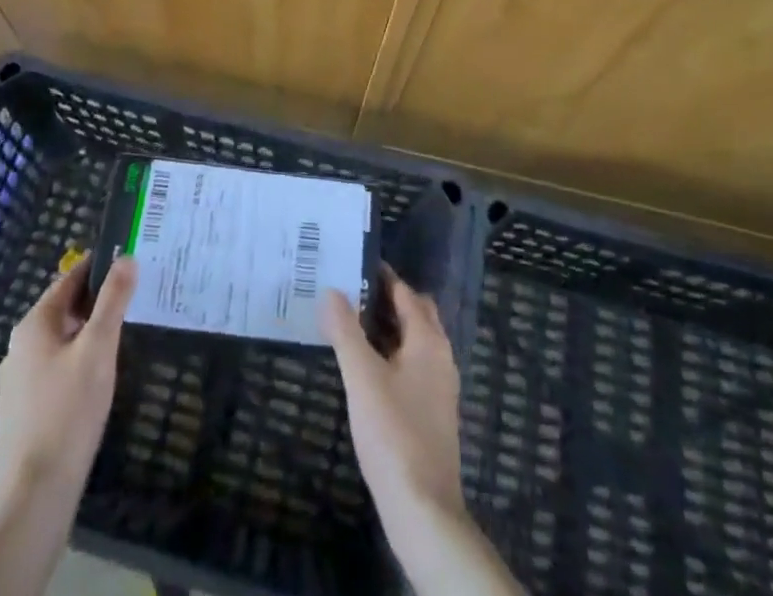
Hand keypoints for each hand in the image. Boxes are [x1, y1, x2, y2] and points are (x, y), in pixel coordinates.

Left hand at [0, 256, 136, 499]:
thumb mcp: (99, 348)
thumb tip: (127, 257)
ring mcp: (17, 379)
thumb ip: (113, 300)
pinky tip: (96, 378)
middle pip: (64, 308)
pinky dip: (76, 361)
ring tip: (120, 336)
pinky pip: (53, 368)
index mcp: (34, 324)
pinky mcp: (22, 408)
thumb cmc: (69, 411)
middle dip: (96, 301)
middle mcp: (19, 345)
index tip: (128, 262)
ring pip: (59, 340)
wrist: (35, 493)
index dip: (99, 267)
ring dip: (87, 333)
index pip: (70, 279)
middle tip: (132, 299)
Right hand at [321, 275, 525, 595]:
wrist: (423, 509)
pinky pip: (413, 365)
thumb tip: (332, 290)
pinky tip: (367, 367)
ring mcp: (440, 386)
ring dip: (389, 327)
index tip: (352, 264)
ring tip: (352, 324)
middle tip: (350, 291)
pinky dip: (393, 353)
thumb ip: (345, 331)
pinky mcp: (433, 412)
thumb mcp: (361, 377)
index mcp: (428, 340)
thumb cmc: (393, 433)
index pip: (405, 292)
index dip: (381, 276)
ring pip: (415, 341)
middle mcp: (440, 356)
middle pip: (416, 313)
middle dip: (387, 299)